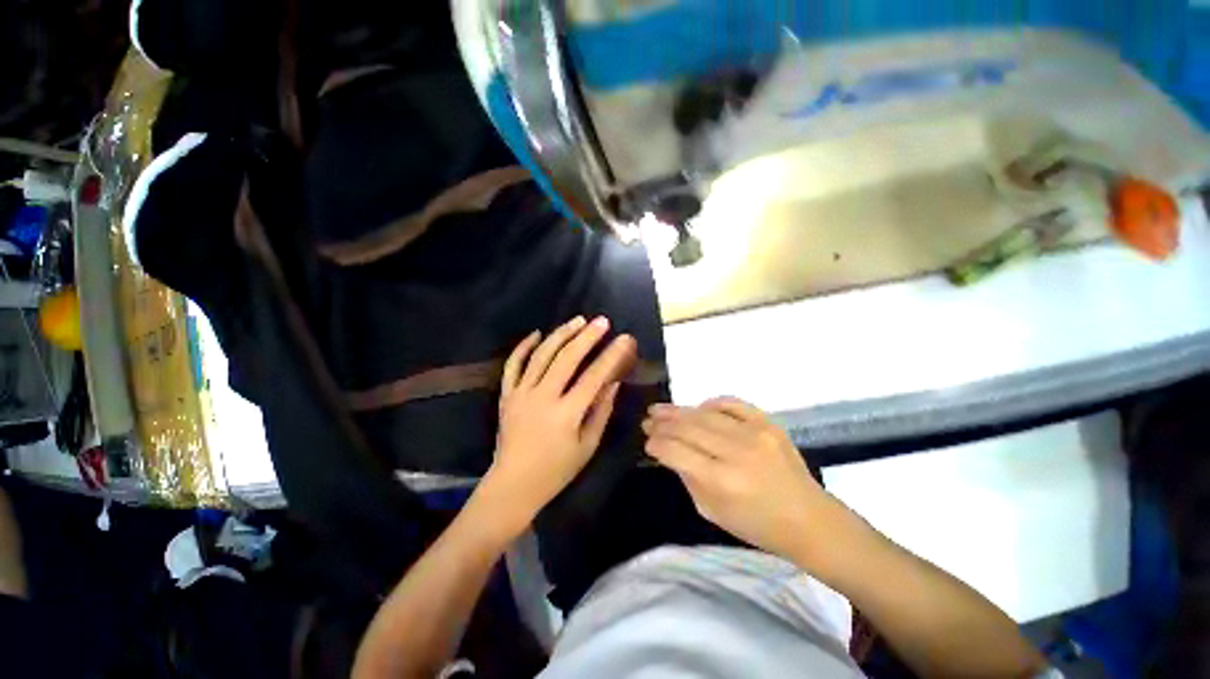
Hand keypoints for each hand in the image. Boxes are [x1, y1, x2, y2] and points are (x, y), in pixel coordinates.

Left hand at [483, 316, 636, 529]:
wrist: (512, 485)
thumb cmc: (555, 470)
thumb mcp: (587, 446)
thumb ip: (601, 411)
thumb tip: (613, 382)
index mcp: (566, 414)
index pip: (593, 377)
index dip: (611, 356)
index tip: (625, 339)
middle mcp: (542, 398)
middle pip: (566, 358)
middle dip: (586, 336)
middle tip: (601, 321)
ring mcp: (521, 394)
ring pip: (541, 355)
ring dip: (560, 335)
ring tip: (577, 320)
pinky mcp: (506, 395)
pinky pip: (513, 365)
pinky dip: (523, 347)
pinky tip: (536, 333)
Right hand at [643, 398, 828, 559]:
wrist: (809, 519)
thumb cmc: (757, 526)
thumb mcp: (712, 512)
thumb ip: (688, 478)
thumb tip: (670, 452)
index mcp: (721, 481)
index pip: (676, 452)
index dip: (657, 444)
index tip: (647, 441)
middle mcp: (735, 452)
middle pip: (688, 428)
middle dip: (662, 423)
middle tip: (648, 420)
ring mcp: (754, 433)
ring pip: (705, 414)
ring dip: (679, 410)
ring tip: (661, 410)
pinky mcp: (768, 423)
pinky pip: (733, 403)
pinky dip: (712, 402)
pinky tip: (699, 408)